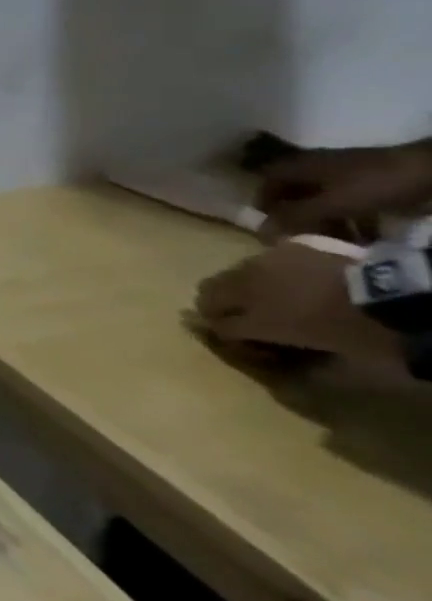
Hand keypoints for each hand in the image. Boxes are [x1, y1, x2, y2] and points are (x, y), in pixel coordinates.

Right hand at [194, 242, 404, 368]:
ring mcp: (261, 263)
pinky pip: (265, 259)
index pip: (218, 325)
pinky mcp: (285, 247)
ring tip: (265, 294)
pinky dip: (269, 270)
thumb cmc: (357, 331)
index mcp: (254, 320)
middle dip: (216, 304)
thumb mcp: (323, 353)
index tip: (236, 339)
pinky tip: (290, 277)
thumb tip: (264, 348)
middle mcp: (245, 288)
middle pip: (208, 292)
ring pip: (232, 272)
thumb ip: (284, 348)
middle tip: (233, 314)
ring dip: (241, 285)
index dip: (223, 333)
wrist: (391, 295)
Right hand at [257, 140, 431, 234]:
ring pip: (325, 200)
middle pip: (296, 193)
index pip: (268, 181)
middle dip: (298, 216)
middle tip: (303, 238)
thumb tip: (260, 231)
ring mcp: (345, 174)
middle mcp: (317, 167)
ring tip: (337, 243)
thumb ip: (296, 217)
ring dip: (327, 222)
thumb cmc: (372, 184)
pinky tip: (365, 238)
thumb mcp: (332, 203)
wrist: (430, 171)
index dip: (264, 201)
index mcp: (300, 166)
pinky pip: (351, 203)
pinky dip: (353, 220)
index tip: (268, 222)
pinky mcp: (370, 183)